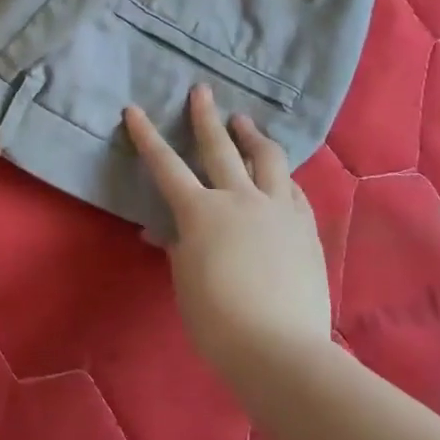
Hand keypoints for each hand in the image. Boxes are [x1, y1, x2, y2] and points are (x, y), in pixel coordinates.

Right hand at [124, 85, 333, 379]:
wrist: (280, 349)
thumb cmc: (217, 320)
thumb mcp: (185, 280)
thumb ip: (178, 247)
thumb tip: (165, 232)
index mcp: (201, 212)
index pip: (166, 165)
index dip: (147, 136)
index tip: (134, 110)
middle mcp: (240, 199)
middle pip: (220, 147)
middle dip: (207, 116)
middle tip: (202, 91)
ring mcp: (278, 210)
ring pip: (268, 159)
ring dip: (252, 136)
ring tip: (245, 122)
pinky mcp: (305, 227)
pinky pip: (293, 189)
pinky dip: (281, 176)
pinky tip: (280, 176)